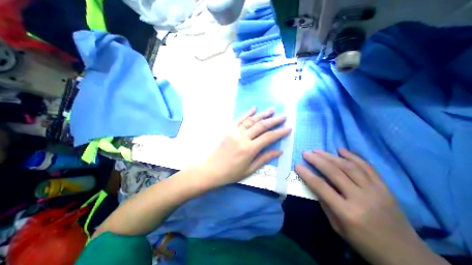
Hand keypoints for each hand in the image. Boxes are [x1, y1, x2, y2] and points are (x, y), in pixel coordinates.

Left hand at [200, 107, 289, 186]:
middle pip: (261, 126)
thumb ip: (264, 159)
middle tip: (284, 116)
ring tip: (272, 110)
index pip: (268, 137)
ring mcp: (235, 132)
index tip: (288, 128)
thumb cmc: (232, 173)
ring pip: (251, 120)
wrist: (212, 169)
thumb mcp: (250, 169)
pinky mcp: (229, 130)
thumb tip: (279, 151)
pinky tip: (254, 108)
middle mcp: (243, 138)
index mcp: (250, 149)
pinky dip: (247, 113)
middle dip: (274, 120)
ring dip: (262, 114)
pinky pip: (239, 119)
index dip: (280, 132)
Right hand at [296, 149, 447, 264]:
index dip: (307, 174)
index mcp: (347, 212)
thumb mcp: (337, 227)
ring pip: (349, 166)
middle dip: (317, 160)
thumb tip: (314, 184)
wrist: (406, 256)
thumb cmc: (364, 242)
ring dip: (331, 156)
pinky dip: (353, 156)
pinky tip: (341, 150)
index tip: (297, 165)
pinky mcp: (385, 187)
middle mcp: (361, 198)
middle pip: (335, 172)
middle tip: (306, 153)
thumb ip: (325, 203)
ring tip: (318, 150)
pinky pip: (367, 167)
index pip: (321, 187)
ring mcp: (375, 191)